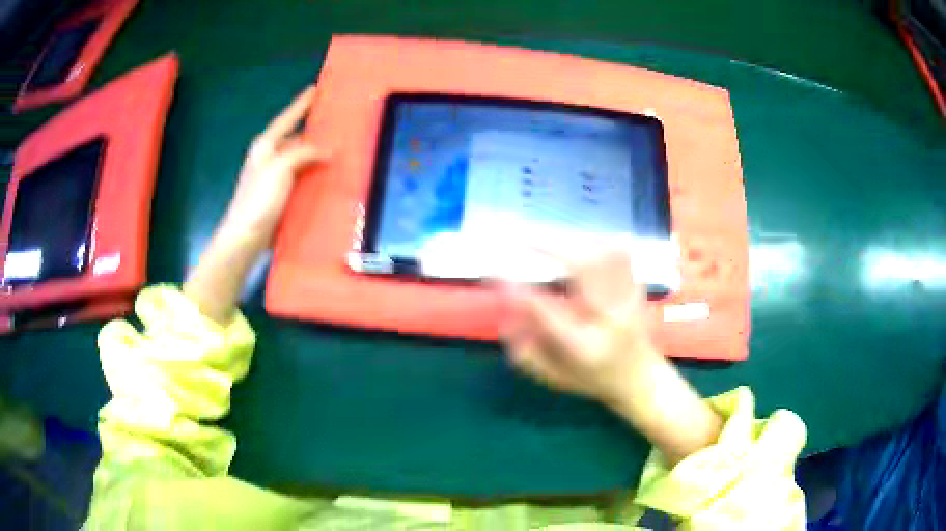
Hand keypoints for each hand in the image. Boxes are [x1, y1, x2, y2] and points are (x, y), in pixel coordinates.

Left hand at [219, 86, 326, 243]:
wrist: (246, 237)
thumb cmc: (258, 199)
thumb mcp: (280, 168)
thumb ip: (303, 153)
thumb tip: (327, 150)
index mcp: (266, 146)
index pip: (287, 118)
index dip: (301, 104)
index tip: (315, 88)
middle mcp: (270, 158)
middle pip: (295, 138)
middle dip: (315, 130)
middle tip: (338, 123)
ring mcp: (275, 178)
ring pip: (301, 159)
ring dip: (318, 154)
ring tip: (341, 149)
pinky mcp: (281, 196)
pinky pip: (303, 178)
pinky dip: (316, 174)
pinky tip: (330, 177)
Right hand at [500, 251, 721, 464]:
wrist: (642, 380)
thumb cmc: (593, 380)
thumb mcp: (554, 377)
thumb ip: (526, 353)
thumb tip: (505, 318)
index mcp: (584, 346)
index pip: (546, 313)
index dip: (519, 291)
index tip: (497, 275)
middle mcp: (609, 319)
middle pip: (583, 269)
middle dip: (550, 246)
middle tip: (521, 237)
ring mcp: (628, 301)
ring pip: (603, 255)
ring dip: (572, 241)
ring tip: (547, 238)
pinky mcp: (637, 289)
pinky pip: (621, 254)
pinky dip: (597, 241)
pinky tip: (581, 241)